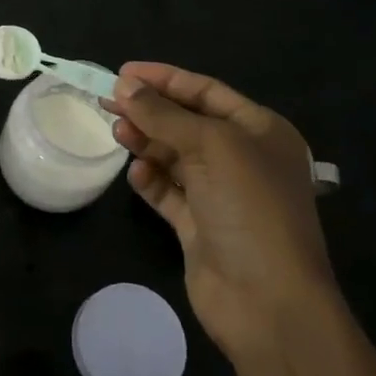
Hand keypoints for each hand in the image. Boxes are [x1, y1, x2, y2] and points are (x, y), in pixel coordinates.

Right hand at [107, 62, 335, 366]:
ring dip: (146, 142)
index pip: (206, 91)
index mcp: (260, 131)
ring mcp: (221, 195)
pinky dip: (151, 181)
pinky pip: (169, 193)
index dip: (164, 79)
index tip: (123, 73)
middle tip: (107, 103)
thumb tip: (124, 86)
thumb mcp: (211, 147)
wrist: (268, 302)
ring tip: (119, 134)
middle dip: (149, 111)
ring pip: (174, 156)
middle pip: (186, 122)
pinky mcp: (200, 227)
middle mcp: (243, 158)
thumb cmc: (249, 207)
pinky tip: (137, 175)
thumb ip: (164, 115)